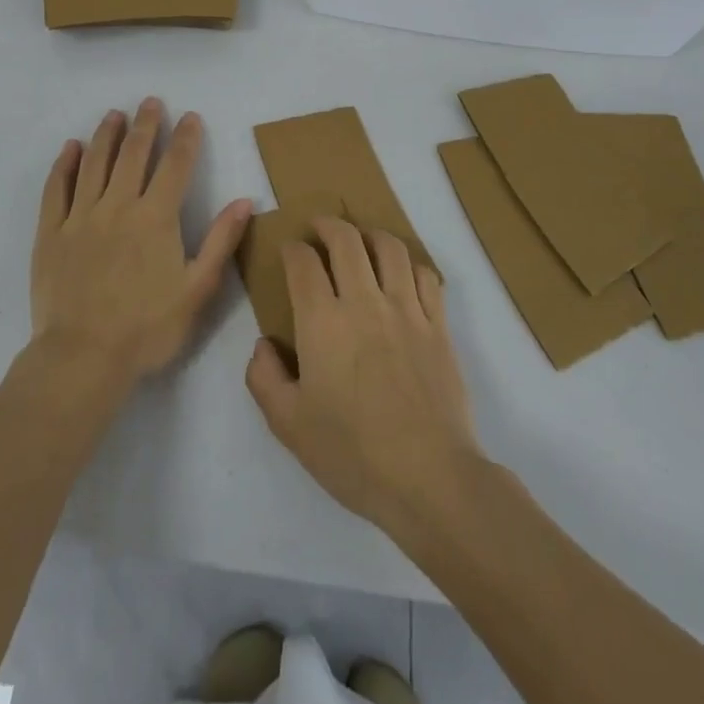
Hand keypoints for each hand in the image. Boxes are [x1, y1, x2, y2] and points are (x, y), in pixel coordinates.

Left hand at [31, 98, 251, 391]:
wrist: (82, 357)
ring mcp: (81, 216)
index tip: (191, 117)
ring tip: (115, 114)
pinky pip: (57, 188)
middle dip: (146, 125)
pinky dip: (65, 164)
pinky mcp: (52, 233)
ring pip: (95, 163)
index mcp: (156, 218)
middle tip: (151, 102)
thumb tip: (244, 200)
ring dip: (107, 135)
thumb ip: (221, 242)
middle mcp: (118, 206)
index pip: (175, 166)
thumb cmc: (147, 328)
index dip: (186, 139)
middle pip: (134, 154)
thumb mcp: (197, 290)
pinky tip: (71, 148)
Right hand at [245, 217, 482, 533]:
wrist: (430, 478)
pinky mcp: (439, 325)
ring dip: (370, 235)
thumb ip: (264, 378)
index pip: (303, 262)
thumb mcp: (288, 425)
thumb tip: (264, 344)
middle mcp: (364, 301)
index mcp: (322, 321)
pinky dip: (409, 264)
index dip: (292, 248)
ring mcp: (407, 310)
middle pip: (346, 239)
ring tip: (361, 242)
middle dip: (327, 225)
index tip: (288, 250)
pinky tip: (402, 275)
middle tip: (319, 229)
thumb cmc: (353, 454)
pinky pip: (425, 275)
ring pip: (389, 247)